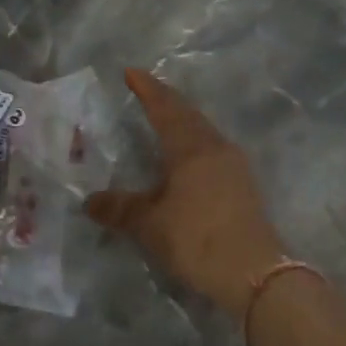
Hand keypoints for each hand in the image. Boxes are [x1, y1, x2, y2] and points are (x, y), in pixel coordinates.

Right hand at [86, 68, 285, 317]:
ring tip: (164, 118)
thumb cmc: (198, 240)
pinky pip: (212, 148)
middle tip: (145, 89)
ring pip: (203, 130)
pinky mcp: (243, 185)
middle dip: (166, 100)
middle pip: (188, 114)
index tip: (131, 72)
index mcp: (191, 148)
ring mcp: (234, 165)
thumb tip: (90, 201)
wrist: (255, 273)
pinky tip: (188, 155)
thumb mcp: (151, 225)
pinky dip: (194, 141)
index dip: (147, 89)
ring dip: (182, 120)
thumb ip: (120, 209)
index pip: (165, 108)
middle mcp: (215, 147)